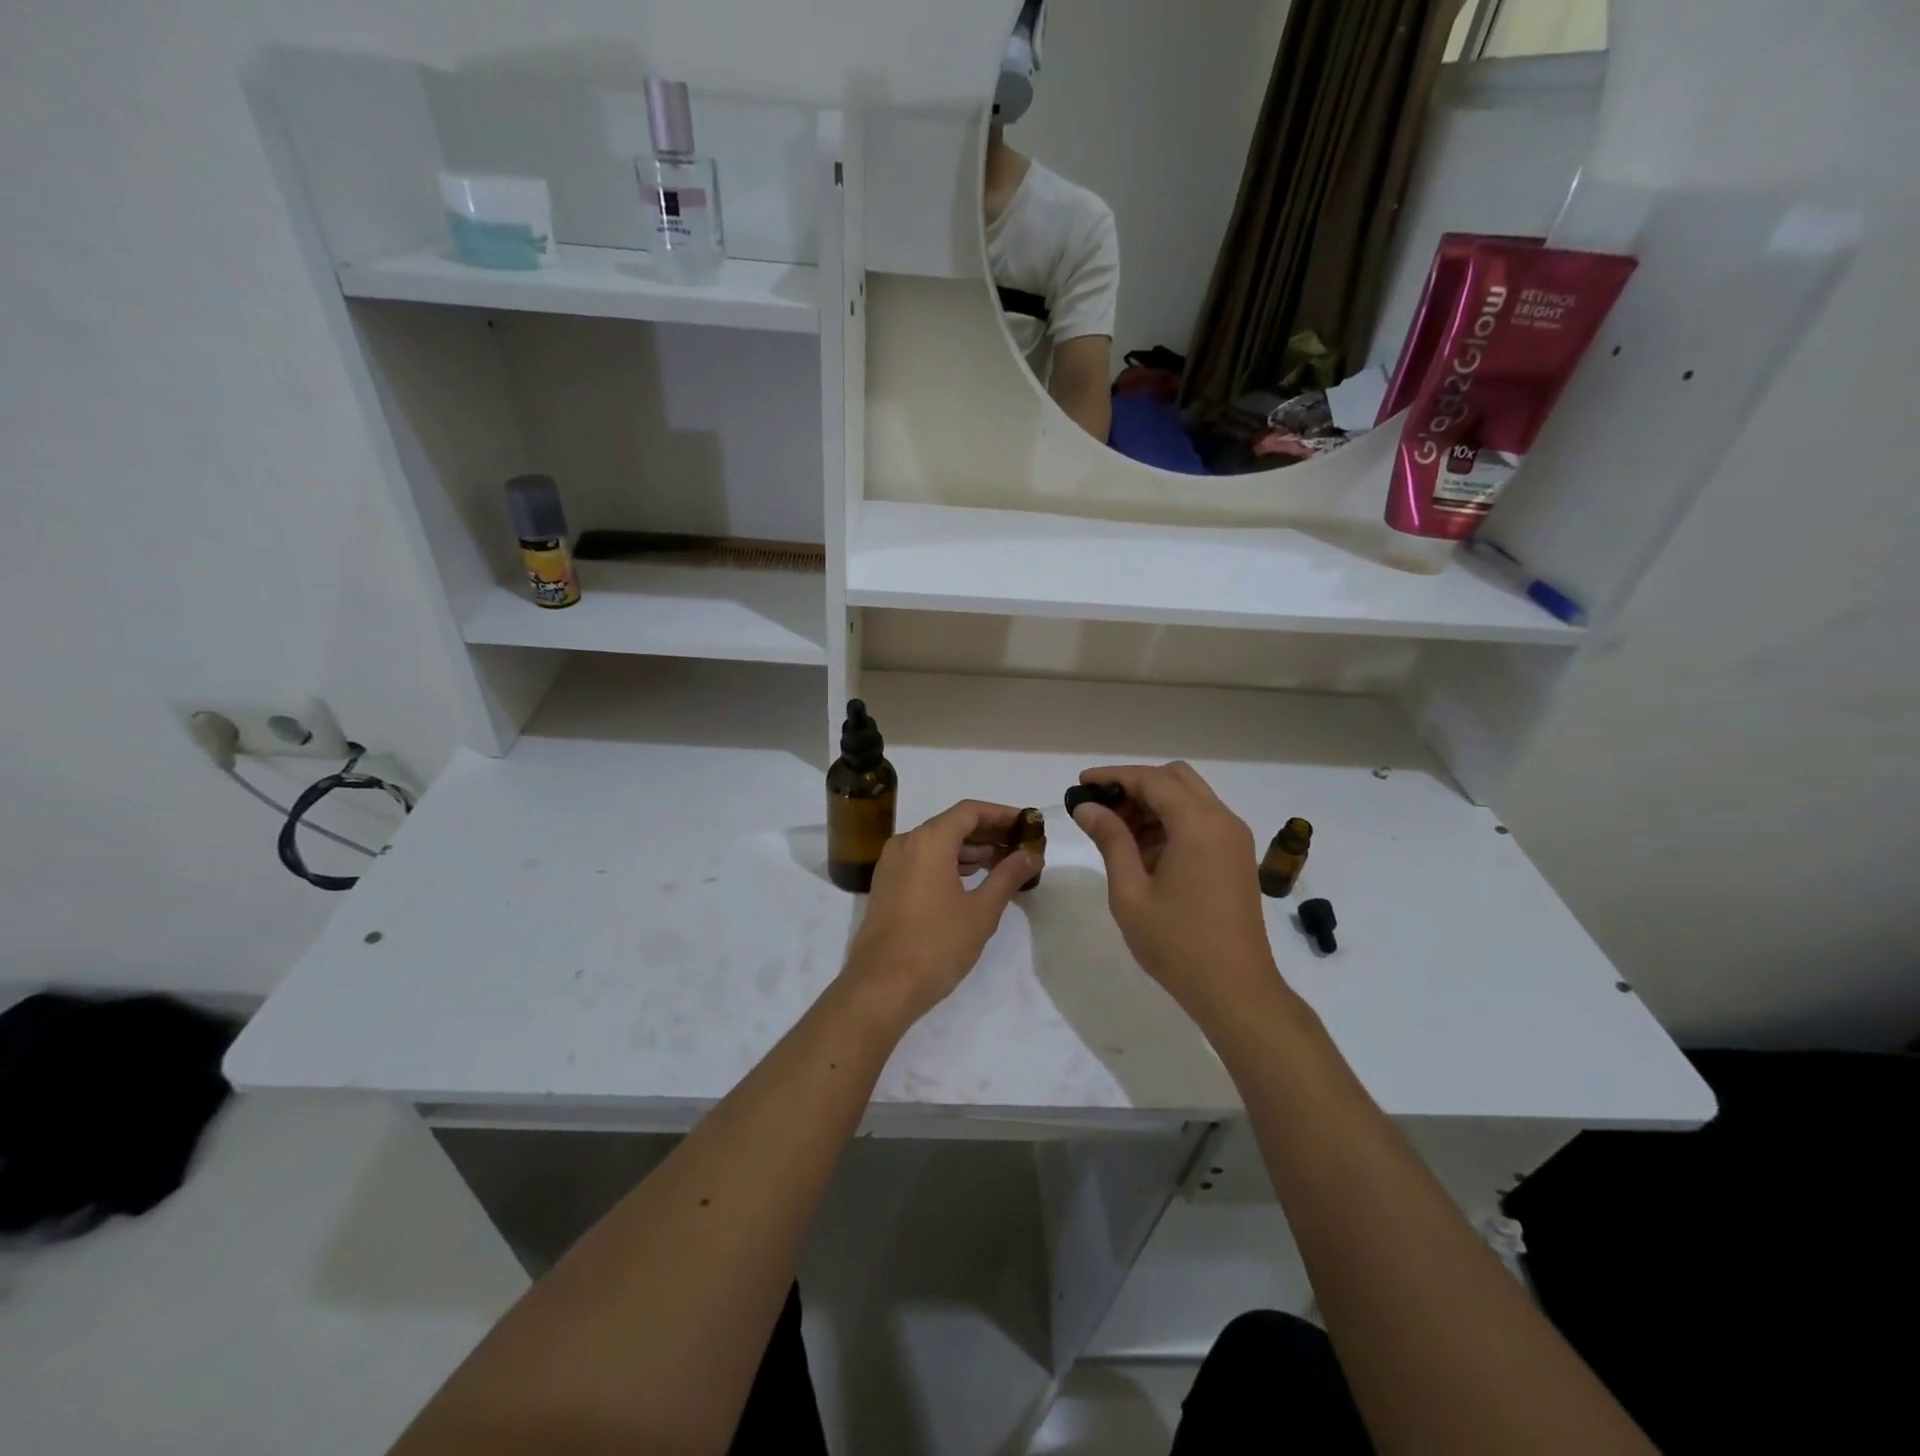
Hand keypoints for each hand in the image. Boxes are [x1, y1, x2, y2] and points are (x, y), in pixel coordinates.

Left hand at [841, 800, 1039, 1029]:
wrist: (881, 987)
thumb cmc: (937, 945)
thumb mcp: (981, 911)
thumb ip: (1008, 876)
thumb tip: (1032, 854)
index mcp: (929, 840)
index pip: (970, 811)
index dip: (1001, 815)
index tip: (1027, 825)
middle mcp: (906, 843)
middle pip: (952, 824)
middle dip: (987, 833)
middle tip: (1020, 847)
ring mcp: (891, 864)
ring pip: (936, 843)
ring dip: (969, 849)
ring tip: (1002, 865)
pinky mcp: (886, 885)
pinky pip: (922, 860)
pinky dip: (948, 863)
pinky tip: (970, 881)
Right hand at [1072, 763, 1289, 1026]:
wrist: (1236, 990)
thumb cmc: (1176, 943)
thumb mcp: (1131, 891)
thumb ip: (1110, 840)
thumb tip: (1087, 807)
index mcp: (1197, 824)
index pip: (1150, 779)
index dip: (1112, 776)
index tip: (1081, 784)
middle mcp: (1222, 820)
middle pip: (1175, 778)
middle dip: (1135, 785)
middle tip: (1101, 809)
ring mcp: (1234, 838)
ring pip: (1190, 798)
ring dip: (1153, 804)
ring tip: (1117, 834)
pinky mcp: (1237, 856)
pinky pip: (1201, 821)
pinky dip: (1172, 822)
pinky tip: (1145, 852)